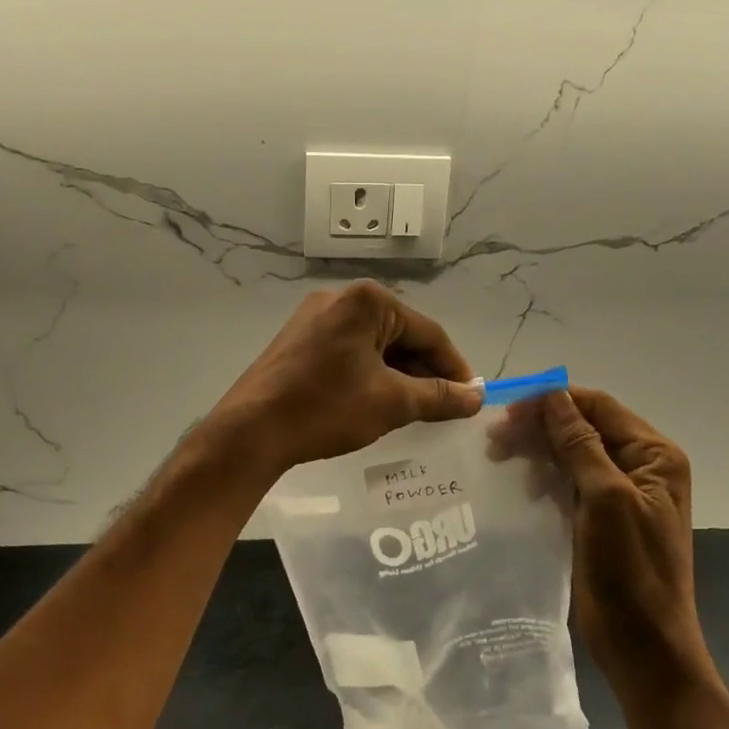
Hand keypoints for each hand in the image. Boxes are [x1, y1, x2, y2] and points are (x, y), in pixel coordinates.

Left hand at [210, 281, 480, 475]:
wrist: (251, 430)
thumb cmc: (326, 408)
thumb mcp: (391, 402)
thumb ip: (440, 396)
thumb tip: (477, 397)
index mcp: (368, 301)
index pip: (429, 332)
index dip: (454, 367)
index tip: (470, 398)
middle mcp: (341, 298)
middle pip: (401, 335)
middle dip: (425, 372)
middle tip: (444, 408)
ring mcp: (316, 317)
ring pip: (375, 345)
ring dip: (399, 376)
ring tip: (416, 410)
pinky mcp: (300, 339)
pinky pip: (350, 352)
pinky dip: (371, 374)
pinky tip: (379, 401)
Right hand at [521, 388, 710, 697]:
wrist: (643, 644)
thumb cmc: (631, 570)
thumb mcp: (606, 499)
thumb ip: (580, 444)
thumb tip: (554, 395)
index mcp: (654, 455)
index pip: (599, 407)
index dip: (554, 401)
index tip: (507, 409)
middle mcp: (640, 466)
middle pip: (583, 428)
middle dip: (540, 427)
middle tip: (494, 439)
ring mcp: (619, 492)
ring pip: (571, 454)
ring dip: (537, 452)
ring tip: (498, 458)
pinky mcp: (599, 517)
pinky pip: (568, 483)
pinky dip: (543, 478)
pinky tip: (522, 487)